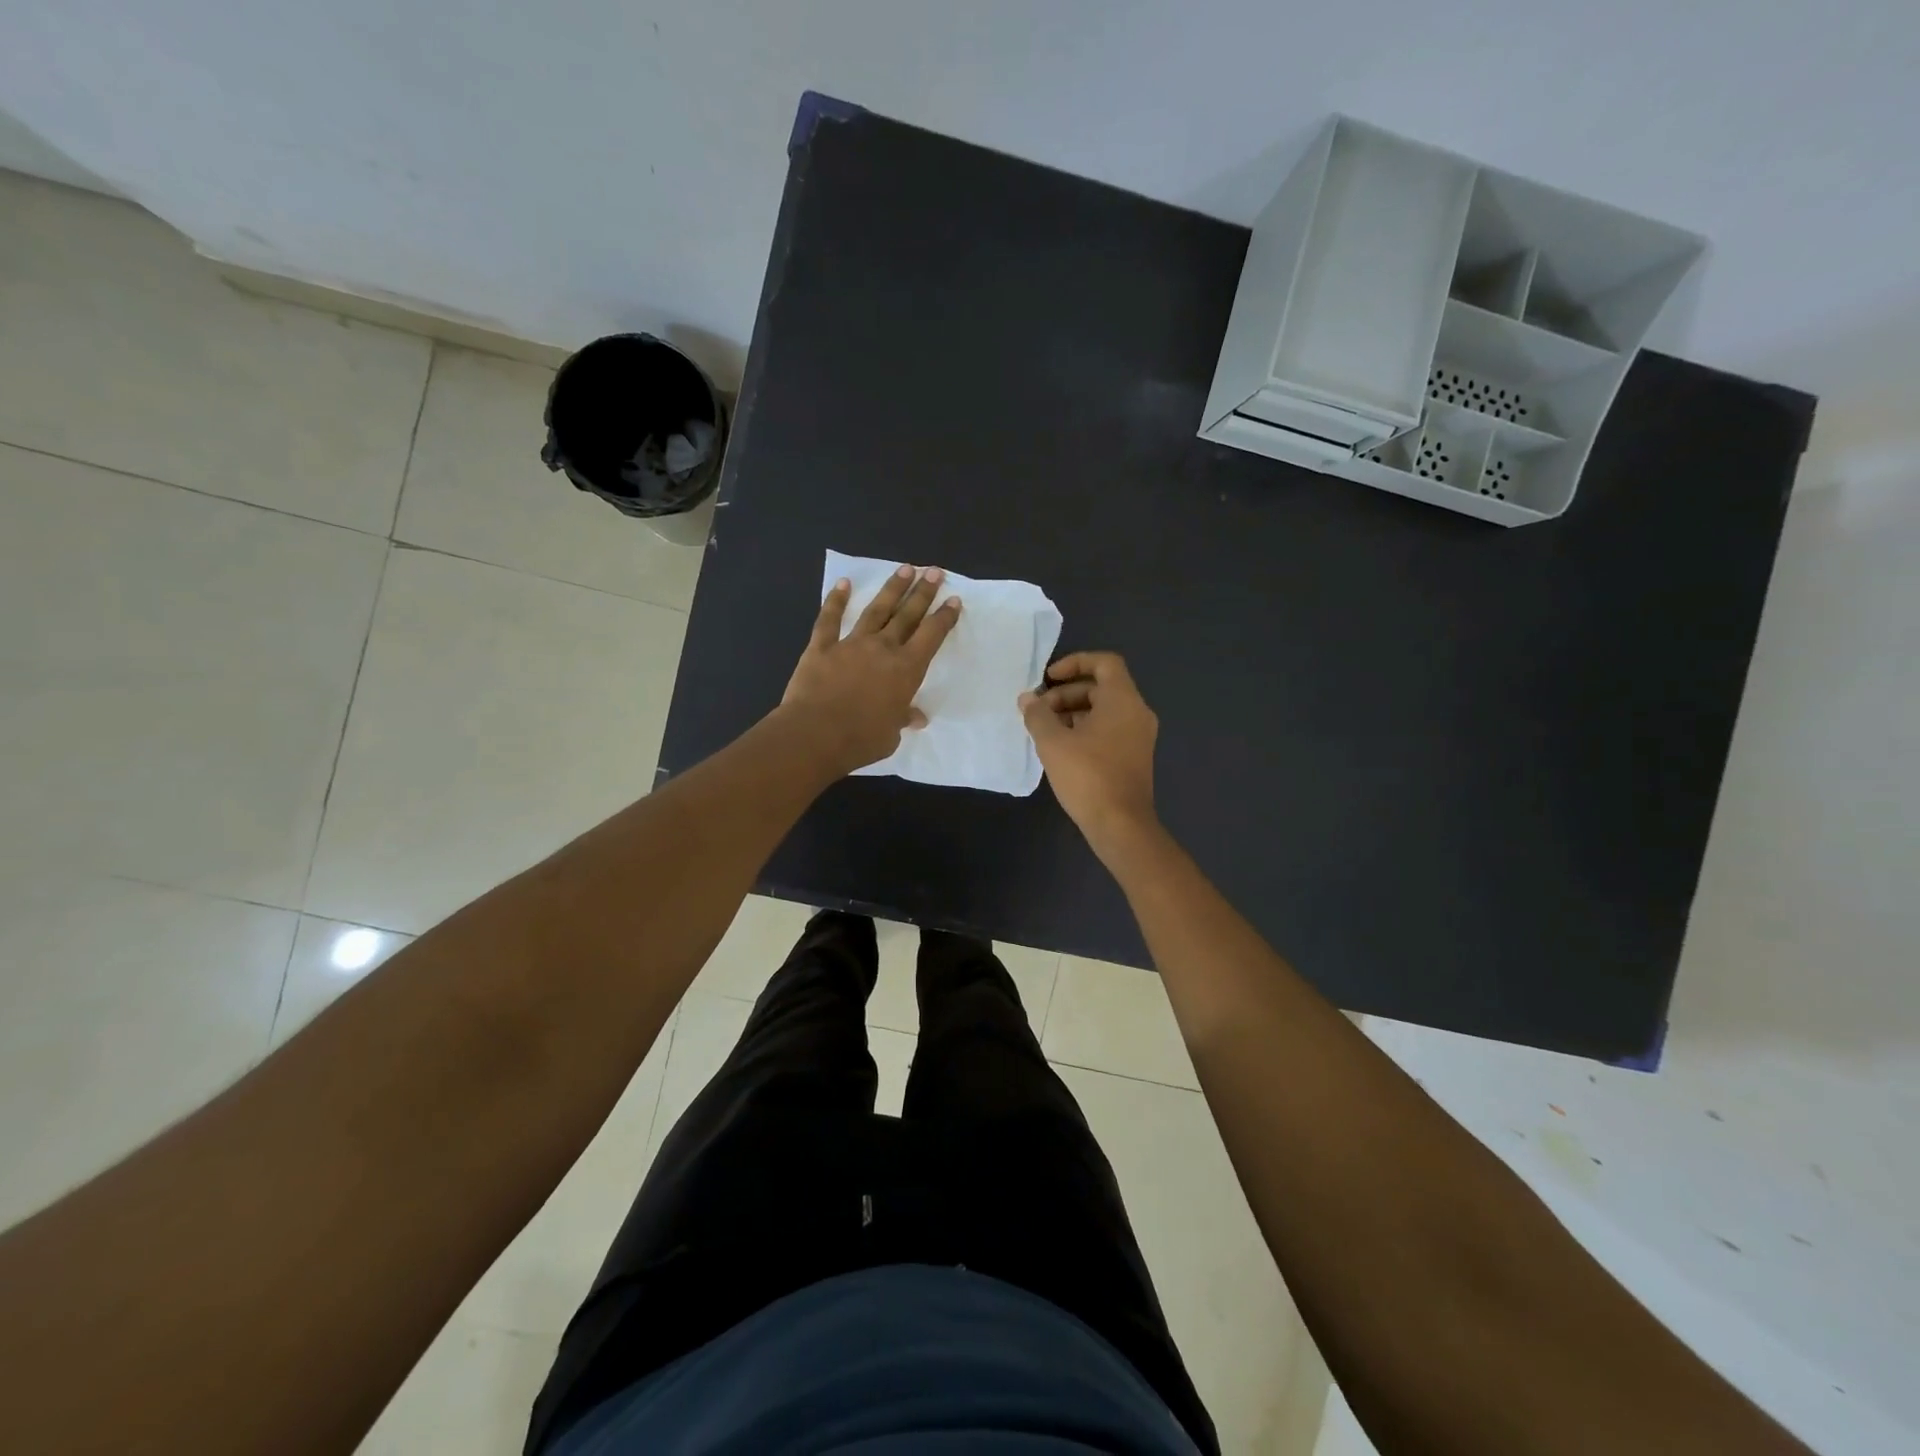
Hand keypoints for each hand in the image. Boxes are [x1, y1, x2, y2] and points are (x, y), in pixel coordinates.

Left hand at [781, 564, 961, 775]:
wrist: (815, 735)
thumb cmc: (861, 740)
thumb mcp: (891, 734)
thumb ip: (903, 718)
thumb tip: (916, 717)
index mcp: (906, 669)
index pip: (931, 636)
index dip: (944, 617)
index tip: (953, 600)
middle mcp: (883, 649)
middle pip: (907, 615)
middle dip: (923, 592)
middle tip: (934, 572)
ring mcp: (851, 644)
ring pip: (876, 610)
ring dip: (891, 589)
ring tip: (905, 569)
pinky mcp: (822, 647)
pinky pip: (829, 619)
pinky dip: (835, 600)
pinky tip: (843, 584)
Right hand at [1019, 651, 1159, 853]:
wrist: (1121, 825)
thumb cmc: (1087, 775)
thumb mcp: (1053, 742)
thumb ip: (1038, 715)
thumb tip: (1028, 699)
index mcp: (1123, 699)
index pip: (1104, 662)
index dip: (1074, 662)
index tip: (1048, 678)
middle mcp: (1137, 712)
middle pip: (1101, 688)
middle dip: (1066, 694)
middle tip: (1039, 712)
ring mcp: (1139, 736)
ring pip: (1104, 711)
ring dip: (1073, 713)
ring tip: (1045, 731)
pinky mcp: (1135, 757)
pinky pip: (1109, 730)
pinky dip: (1085, 730)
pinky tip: (1061, 749)